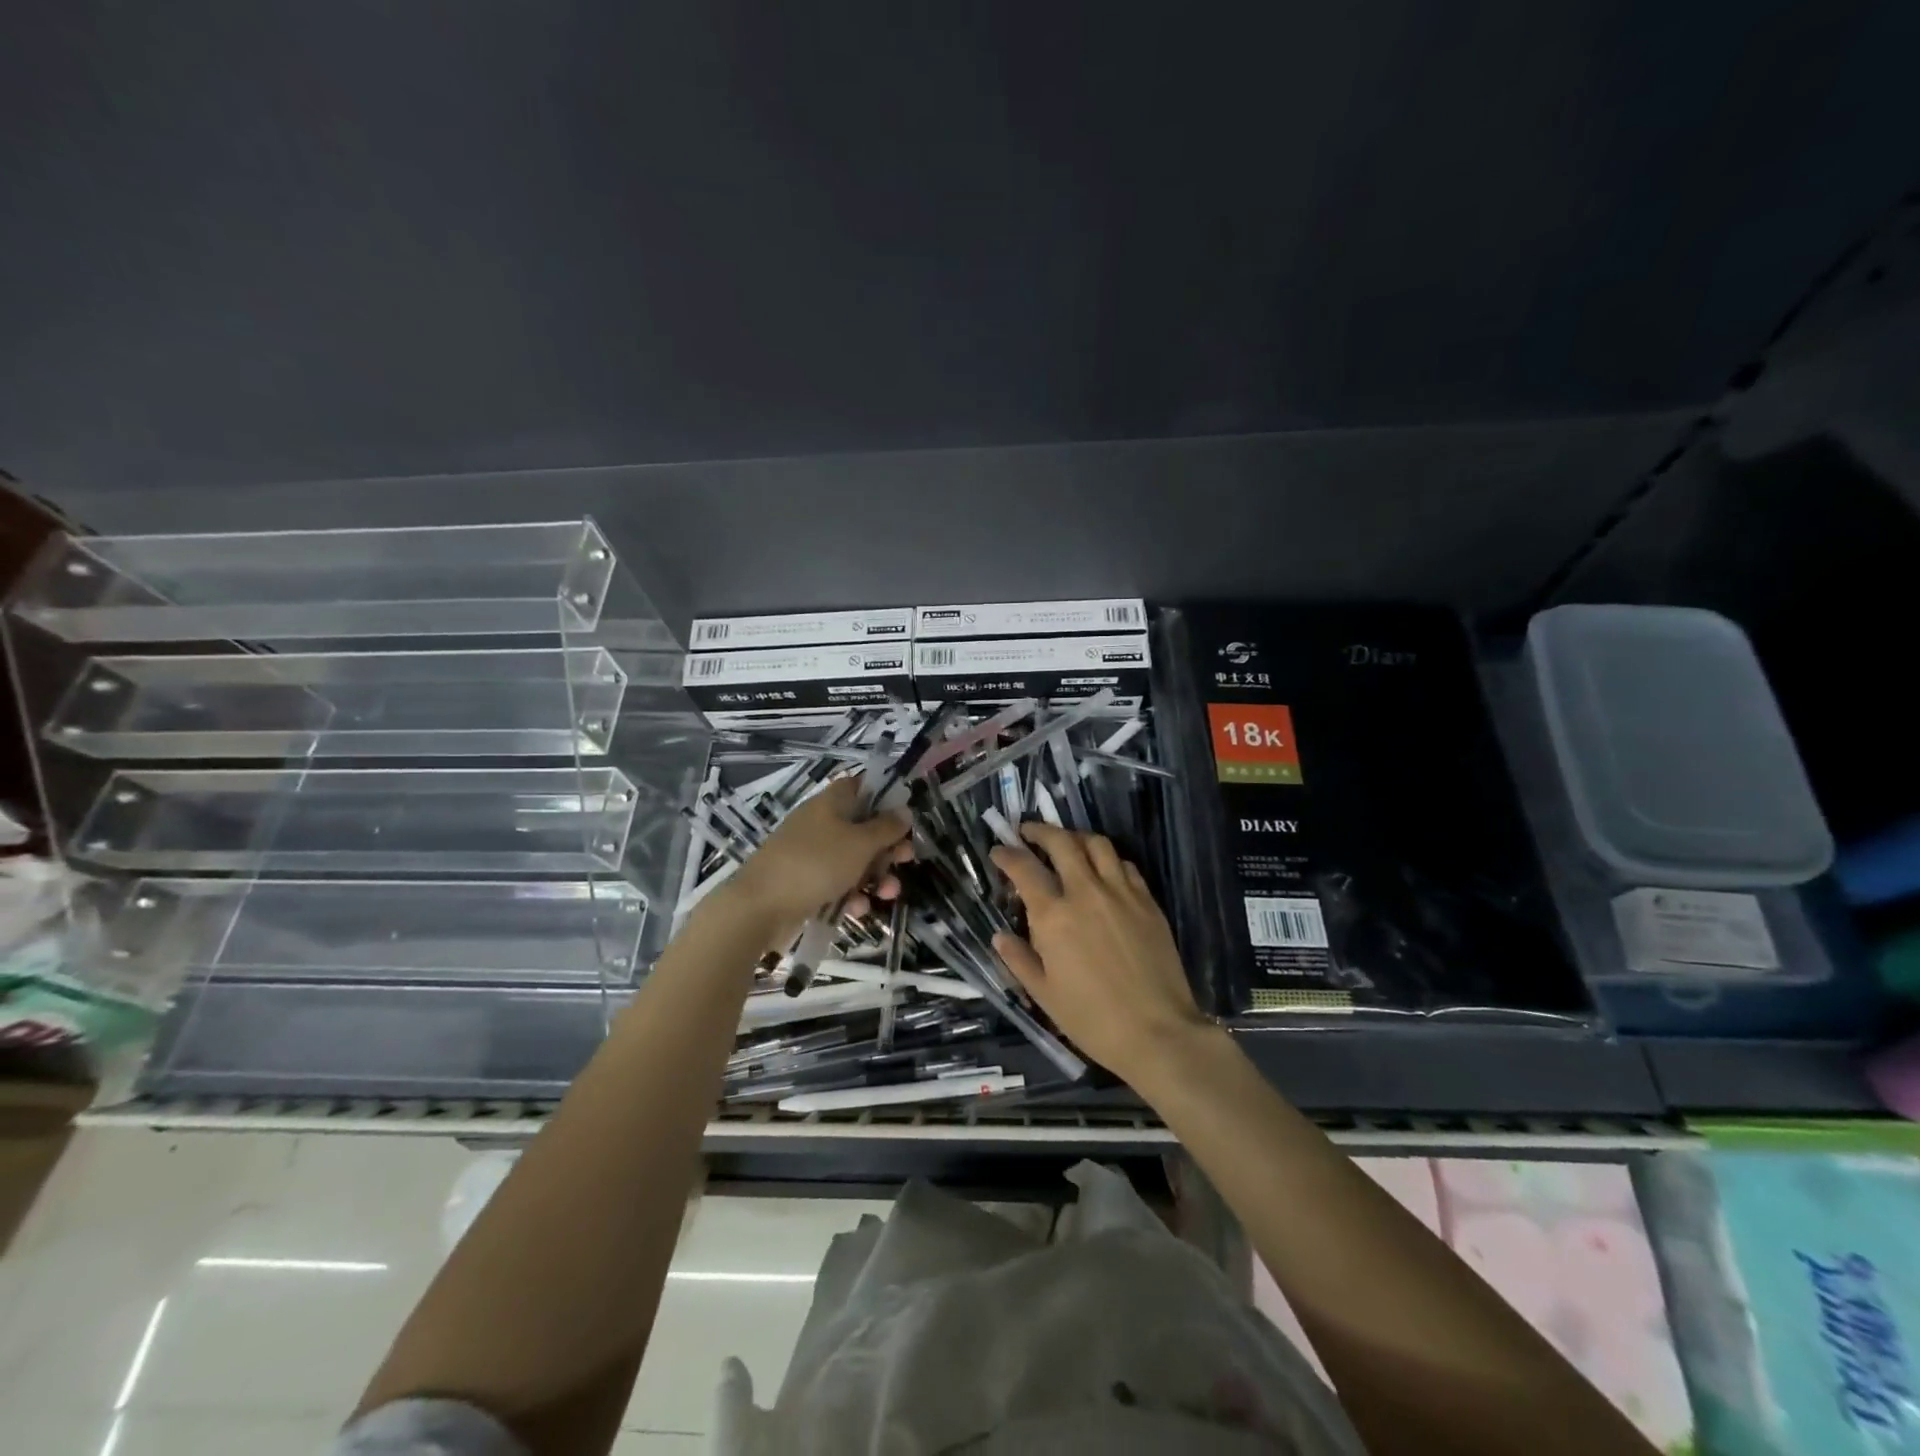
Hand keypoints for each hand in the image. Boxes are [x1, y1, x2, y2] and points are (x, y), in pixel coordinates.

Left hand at [722, 777, 912, 945]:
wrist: (759, 907)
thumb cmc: (815, 864)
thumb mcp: (859, 843)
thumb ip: (886, 827)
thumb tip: (904, 810)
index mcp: (830, 803)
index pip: (859, 786)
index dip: (884, 796)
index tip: (905, 815)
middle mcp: (820, 824)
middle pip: (862, 827)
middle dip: (887, 845)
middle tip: (906, 858)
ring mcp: (810, 855)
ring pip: (853, 860)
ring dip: (875, 876)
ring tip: (889, 893)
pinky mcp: (804, 884)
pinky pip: (836, 884)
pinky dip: (851, 895)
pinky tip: (858, 909)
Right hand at [990, 822, 1213, 1080]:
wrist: (1158, 1032)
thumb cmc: (1092, 1019)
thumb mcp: (1044, 995)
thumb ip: (1019, 959)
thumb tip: (1000, 936)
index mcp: (1054, 916)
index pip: (1024, 868)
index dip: (1007, 855)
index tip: (998, 851)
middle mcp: (1086, 892)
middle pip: (1061, 842)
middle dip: (1040, 831)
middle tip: (1028, 832)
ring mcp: (1122, 893)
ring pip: (1097, 845)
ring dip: (1076, 837)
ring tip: (1066, 844)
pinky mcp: (1148, 902)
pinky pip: (1125, 865)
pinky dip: (1108, 859)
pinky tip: (1103, 871)